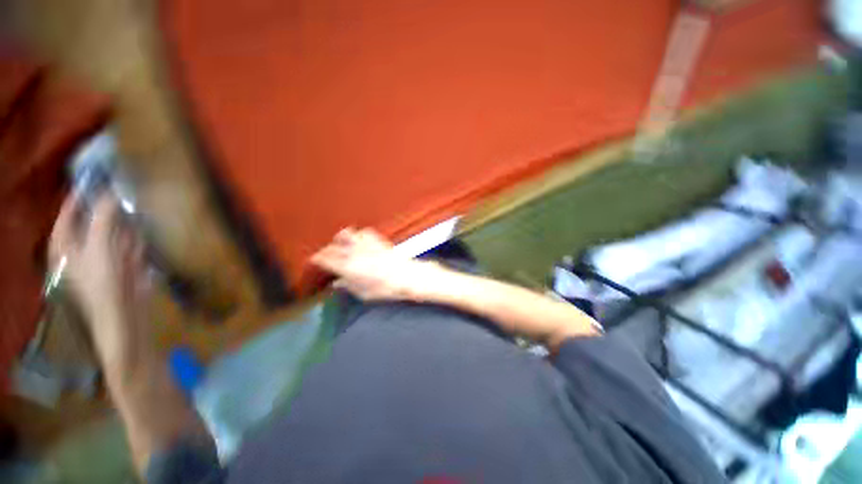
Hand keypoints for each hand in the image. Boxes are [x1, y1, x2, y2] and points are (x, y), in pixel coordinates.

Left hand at [49, 193, 149, 355]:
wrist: (124, 316)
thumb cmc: (102, 284)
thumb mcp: (100, 247)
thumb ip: (104, 217)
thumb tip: (112, 191)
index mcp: (65, 242)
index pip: (70, 209)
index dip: (83, 192)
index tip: (100, 174)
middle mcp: (81, 246)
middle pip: (95, 218)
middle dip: (110, 208)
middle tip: (124, 192)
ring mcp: (103, 255)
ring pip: (115, 229)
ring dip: (125, 224)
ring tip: (133, 222)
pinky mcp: (122, 263)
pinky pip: (129, 243)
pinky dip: (135, 241)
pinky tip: (139, 247)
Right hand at [311, 228, 443, 301]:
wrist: (407, 276)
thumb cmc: (385, 289)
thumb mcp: (364, 293)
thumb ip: (348, 286)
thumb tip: (337, 283)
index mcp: (348, 267)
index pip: (326, 259)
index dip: (317, 259)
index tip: (315, 261)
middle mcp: (354, 252)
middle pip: (332, 247)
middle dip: (326, 251)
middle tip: (326, 258)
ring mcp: (366, 244)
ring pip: (346, 234)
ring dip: (340, 239)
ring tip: (340, 246)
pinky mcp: (377, 240)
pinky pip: (363, 232)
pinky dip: (358, 235)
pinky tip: (359, 242)